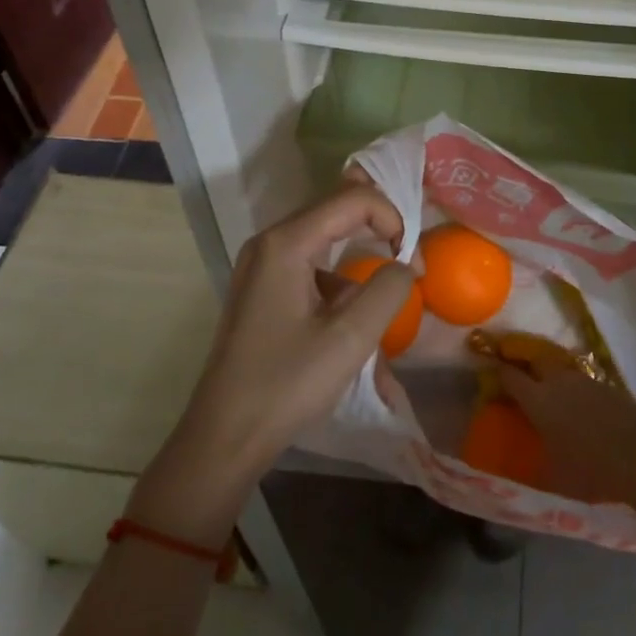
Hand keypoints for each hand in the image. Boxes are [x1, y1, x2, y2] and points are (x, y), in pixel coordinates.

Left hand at [129, 186, 410, 543]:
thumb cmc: (286, 385)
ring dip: (358, 252)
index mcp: (286, 243)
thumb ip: (387, 289)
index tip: (411, 259)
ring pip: (323, 235)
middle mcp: (269, 241)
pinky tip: (348, 318)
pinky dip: (337, 278)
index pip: (352, 198)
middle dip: (377, 225)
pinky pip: (309, 263)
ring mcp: (260, 263)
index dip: (391, 217)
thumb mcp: (349, 338)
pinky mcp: (261, 286)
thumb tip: (406, 263)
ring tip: (382, 291)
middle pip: (335, 208)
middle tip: (407, 260)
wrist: (224, 437)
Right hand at [496, 359, 635, 511]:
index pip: (510, 376)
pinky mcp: (607, 385)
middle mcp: (558, 381)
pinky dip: (573, 386)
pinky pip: (581, 379)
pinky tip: (577, 402)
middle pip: (534, 359)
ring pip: (559, 368)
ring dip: (549, 373)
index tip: (489, 373)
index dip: (498, 372)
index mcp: (539, 399)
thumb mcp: (554, 476)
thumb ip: (534, 461)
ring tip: (547, 389)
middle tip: (517, 372)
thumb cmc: (592, 471)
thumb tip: (519, 462)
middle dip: (523, 362)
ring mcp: (584, 380)